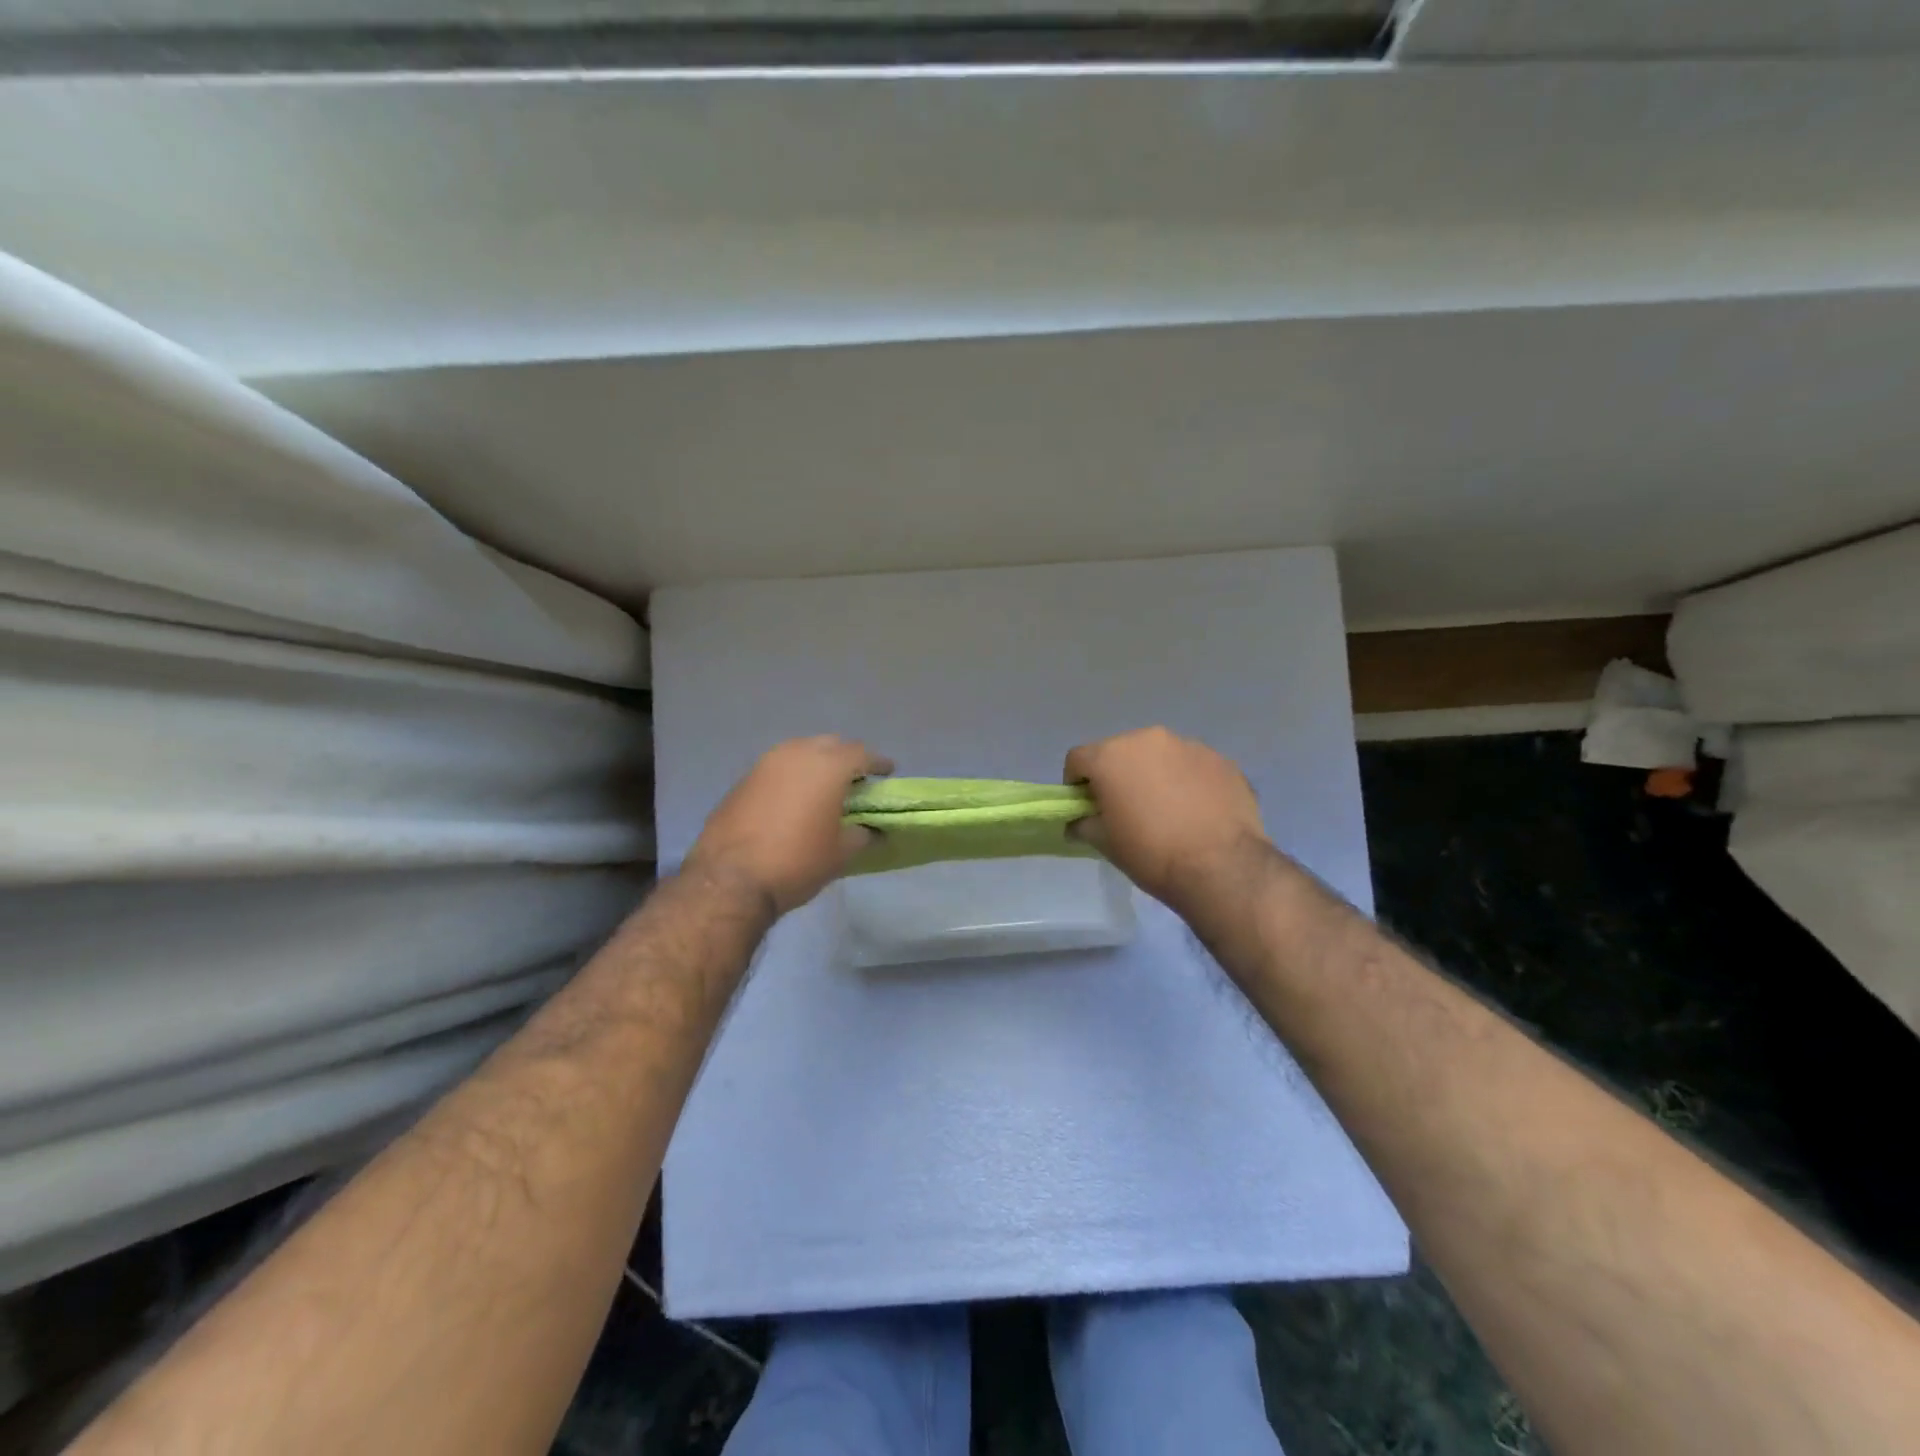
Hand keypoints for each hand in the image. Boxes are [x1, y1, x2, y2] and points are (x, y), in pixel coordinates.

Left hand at [686, 736, 893, 916]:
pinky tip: (794, 799)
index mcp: (828, 766)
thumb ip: (862, 835)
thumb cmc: (797, 862)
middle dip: (846, 757)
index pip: (862, 753)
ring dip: (816, 763)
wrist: (730, 880)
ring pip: (800, 751)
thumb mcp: (840, 854)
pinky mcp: (743, 779)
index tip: (888, 772)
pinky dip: (792, 776)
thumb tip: (872, 831)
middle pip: (830, 744)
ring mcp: (765, 763)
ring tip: (824, 786)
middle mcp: (797, 753)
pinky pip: (777, 768)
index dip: (878, 763)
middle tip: (856, 779)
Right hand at [1064, 727, 1268, 910]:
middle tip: (1127, 809)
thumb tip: (1078, 822)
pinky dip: (1188, 782)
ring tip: (1168, 810)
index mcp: (1111, 756)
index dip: (1076, 783)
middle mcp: (1148, 739)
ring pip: (1160, 756)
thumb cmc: (1151, 853)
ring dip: (1155, 775)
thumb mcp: (1105, 844)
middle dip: (1118, 775)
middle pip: (1121, 752)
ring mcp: (1189, 746)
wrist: (1222, 867)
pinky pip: (1193, 767)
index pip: (1078, 759)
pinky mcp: (1222, 760)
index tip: (1087, 807)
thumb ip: (1084, 824)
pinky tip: (1197, 812)